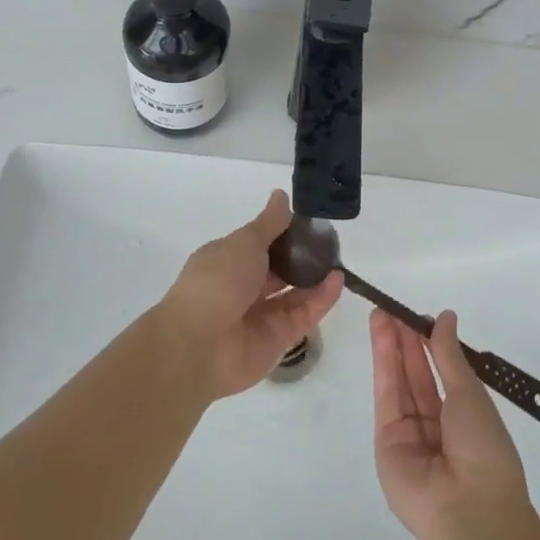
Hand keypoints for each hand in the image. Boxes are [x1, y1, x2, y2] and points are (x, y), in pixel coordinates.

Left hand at [159, 189, 342, 400]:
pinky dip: (321, 299)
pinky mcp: (277, 339)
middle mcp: (242, 287)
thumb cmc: (218, 281)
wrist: (200, 345)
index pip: (259, 243)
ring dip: (315, 277)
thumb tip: (281, 195)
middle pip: (278, 269)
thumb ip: (269, 223)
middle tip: (331, 241)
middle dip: (301, 256)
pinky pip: (303, 315)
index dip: (282, 232)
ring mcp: (260, 315)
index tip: (309, 221)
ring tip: (339, 260)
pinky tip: (338, 280)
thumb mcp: (245, 242)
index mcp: (227, 260)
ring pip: (293, 292)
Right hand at [371, 308, 529, 539]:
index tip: (417, 315)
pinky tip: (384, 337)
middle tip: (391, 308)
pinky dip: (384, 365)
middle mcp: (434, 424)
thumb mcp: (470, 394)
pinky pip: (386, 397)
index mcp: (463, 416)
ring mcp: (409, 434)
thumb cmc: (483, 447)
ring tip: (381, 314)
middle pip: (416, 374)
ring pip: (399, 382)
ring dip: (390, 347)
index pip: (441, 372)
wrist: (470, 509)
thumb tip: (445, 316)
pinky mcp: (386, 442)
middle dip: (404, 340)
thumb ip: (449, 354)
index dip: (428, 342)